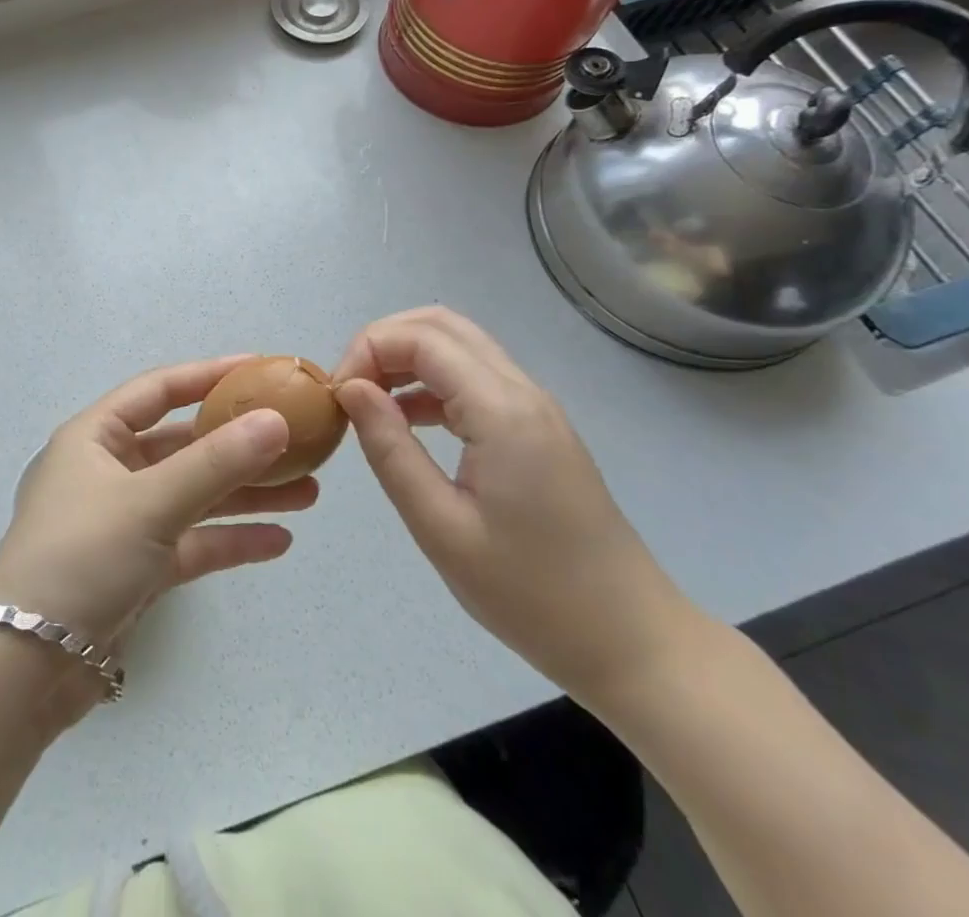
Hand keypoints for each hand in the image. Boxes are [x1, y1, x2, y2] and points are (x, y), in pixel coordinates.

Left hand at [0, 355, 317, 667]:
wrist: (25, 667)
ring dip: (246, 494)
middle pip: (184, 445)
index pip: (159, 390)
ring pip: (194, 495)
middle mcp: (109, 471)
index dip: (209, 375)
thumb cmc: (81, 556)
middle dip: (240, 445)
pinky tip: (278, 542)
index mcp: (96, 437)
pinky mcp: (137, 569)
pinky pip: (191, 542)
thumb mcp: (150, 501)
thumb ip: (216, 462)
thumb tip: (277, 420)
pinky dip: (229, 540)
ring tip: (308, 494)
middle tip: (298, 443)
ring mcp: (124, 521)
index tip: (261, 369)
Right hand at [332, 308, 698, 704]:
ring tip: (368, 403)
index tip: (337, 396)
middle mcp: (521, 391)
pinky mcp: (536, 428)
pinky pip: (474, 378)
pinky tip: (406, 420)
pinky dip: (431, 382)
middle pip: (441, 325)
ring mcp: (534, 407)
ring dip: (406, 359)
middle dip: (384, 342)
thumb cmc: (531, 595)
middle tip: (350, 389)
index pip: (421, 338)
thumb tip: (351, 388)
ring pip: (459, 346)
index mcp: (502, 410)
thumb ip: (390, 450)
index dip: (368, 350)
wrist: (631, 642)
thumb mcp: (441, 528)